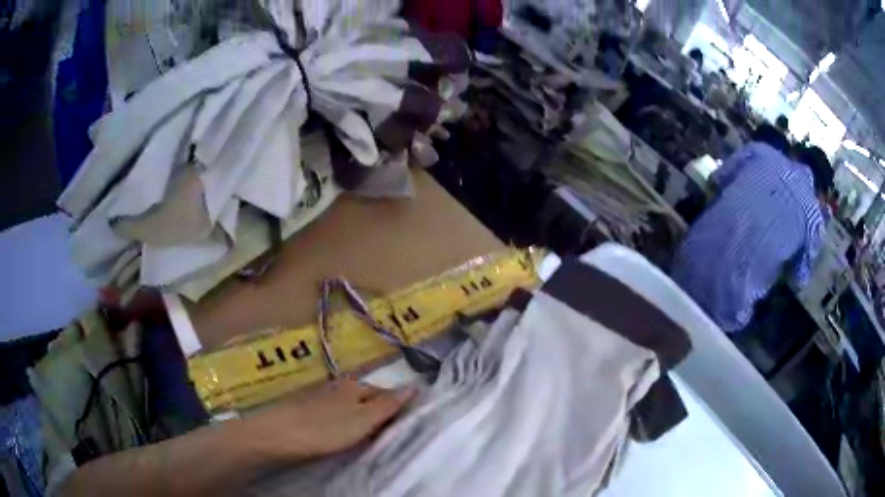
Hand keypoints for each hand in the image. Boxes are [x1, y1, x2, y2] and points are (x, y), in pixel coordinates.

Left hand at [243, 379, 415, 461]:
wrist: (279, 435)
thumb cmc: (325, 428)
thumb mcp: (363, 419)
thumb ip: (388, 405)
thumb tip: (415, 386)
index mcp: (355, 386)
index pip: (385, 392)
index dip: (398, 406)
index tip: (408, 423)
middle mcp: (340, 388)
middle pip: (368, 398)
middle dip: (381, 413)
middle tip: (392, 434)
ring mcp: (323, 399)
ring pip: (352, 407)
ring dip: (363, 419)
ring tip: (372, 437)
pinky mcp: (309, 412)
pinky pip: (337, 415)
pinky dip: (346, 424)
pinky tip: (346, 435)